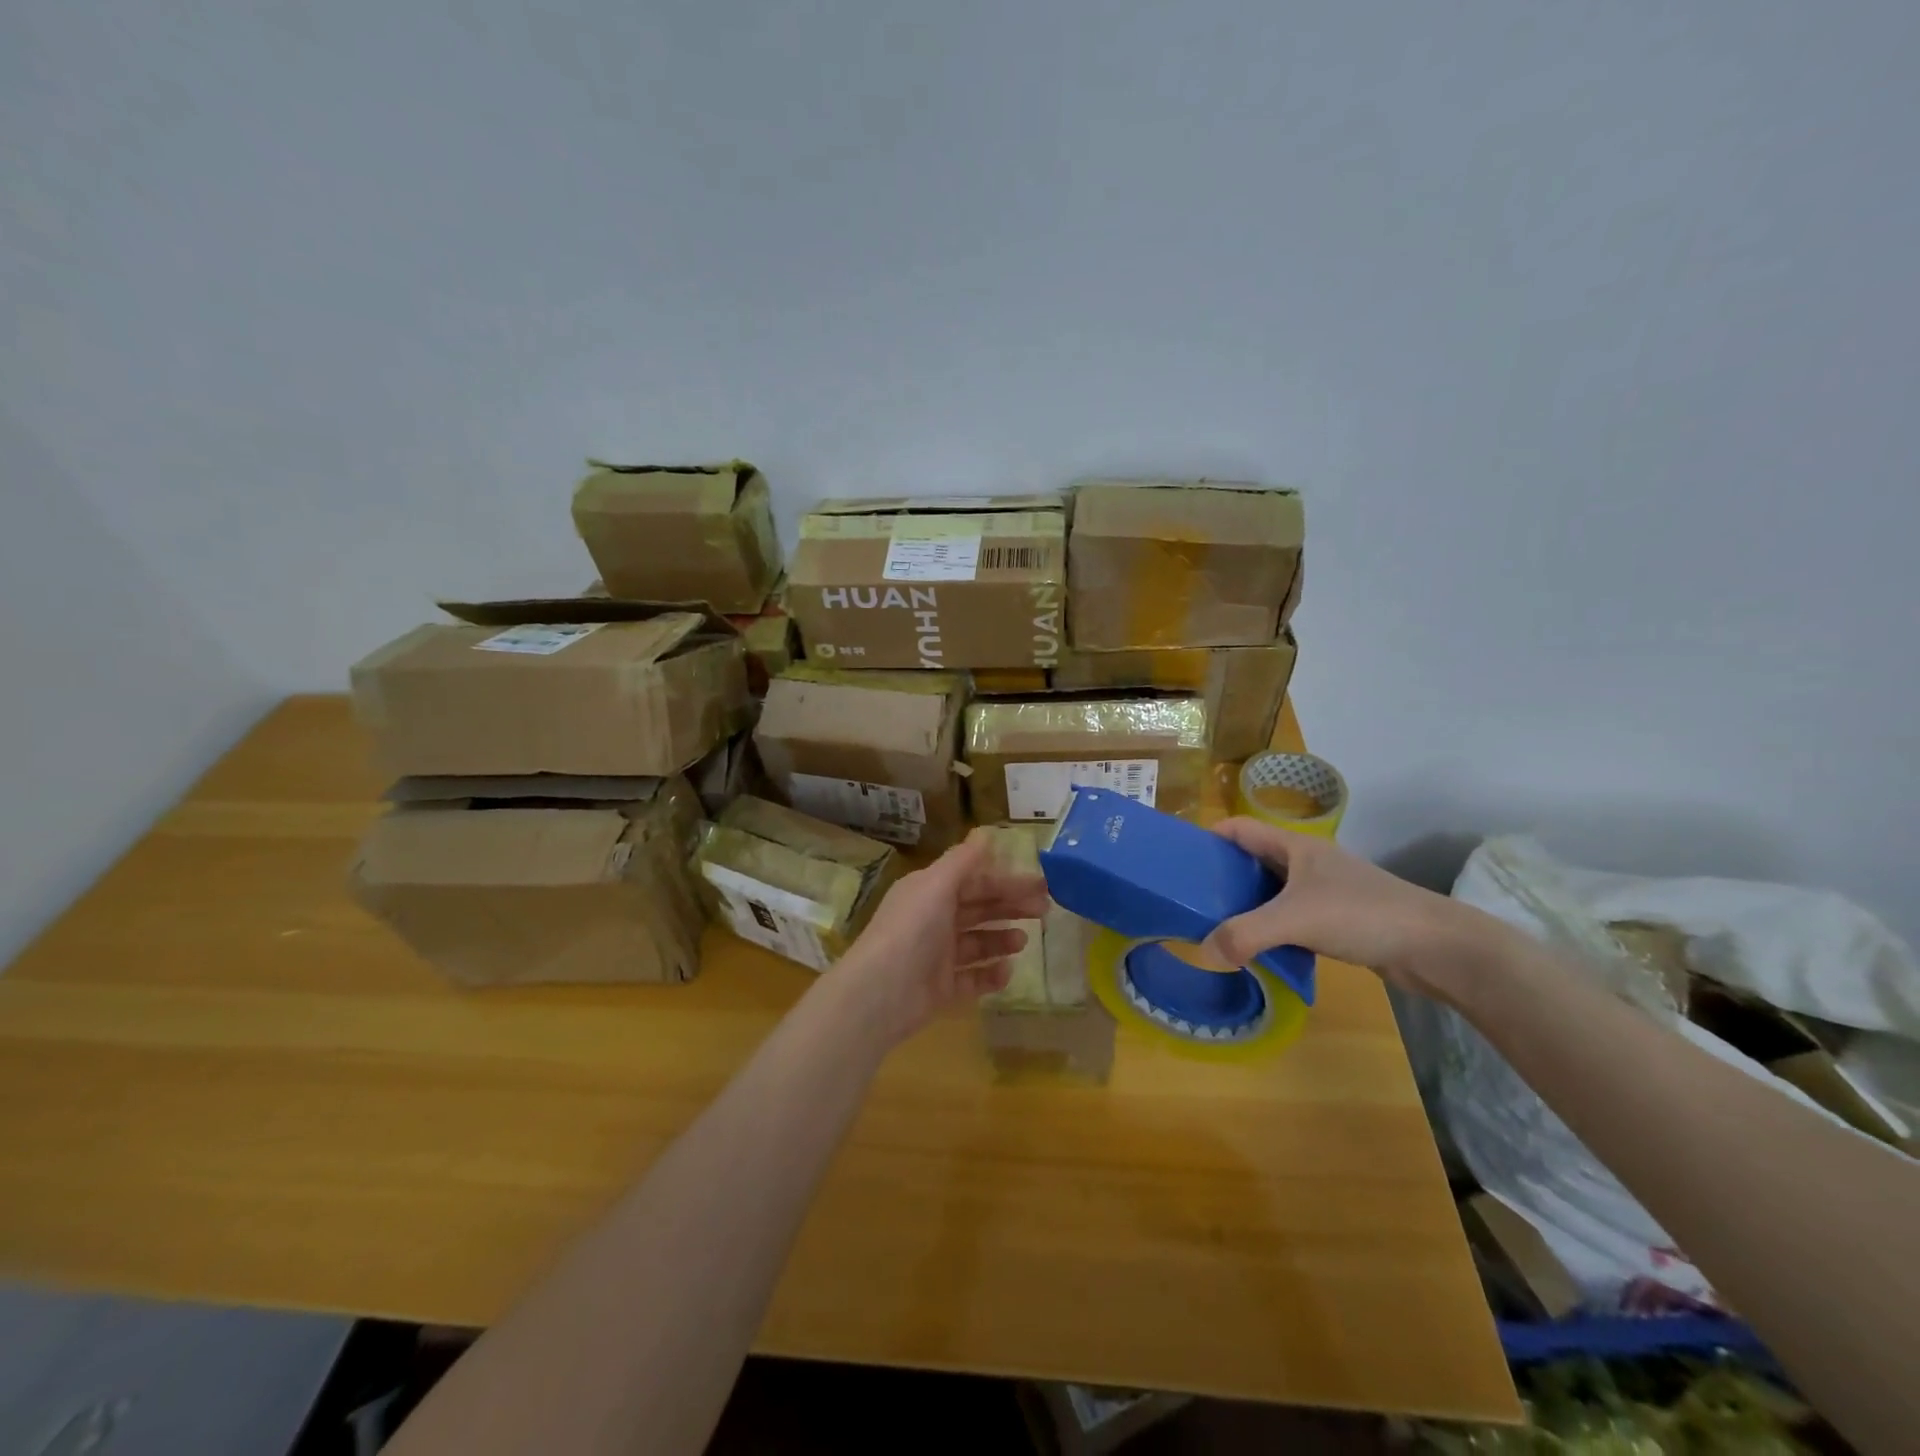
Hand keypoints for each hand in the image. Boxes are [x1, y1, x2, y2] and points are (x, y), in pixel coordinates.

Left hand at [828, 832, 1051, 1046]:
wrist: (880, 994)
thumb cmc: (912, 930)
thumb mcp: (936, 885)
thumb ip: (963, 860)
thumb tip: (985, 831)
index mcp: (930, 892)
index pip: (974, 881)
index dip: (1006, 881)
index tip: (1041, 884)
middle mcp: (933, 920)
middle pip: (979, 909)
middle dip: (1011, 907)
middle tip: (1045, 911)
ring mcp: (937, 956)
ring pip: (977, 942)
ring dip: (1002, 939)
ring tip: (1023, 941)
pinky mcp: (942, 988)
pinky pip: (973, 978)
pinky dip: (991, 974)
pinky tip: (1007, 971)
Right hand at [1198, 818, 1507, 1001]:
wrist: (1435, 947)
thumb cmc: (1362, 914)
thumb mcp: (1295, 920)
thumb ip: (1245, 934)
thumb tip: (1202, 950)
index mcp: (1294, 846)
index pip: (1239, 828)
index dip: (1208, 837)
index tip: (1179, 859)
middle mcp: (1306, 863)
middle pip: (1251, 860)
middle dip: (1220, 876)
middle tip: (1188, 899)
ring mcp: (1323, 892)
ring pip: (1270, 892)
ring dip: (1244, 906)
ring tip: (1212, 926)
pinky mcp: (1336, 920)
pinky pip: (1289, 918)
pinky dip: (1269, 929)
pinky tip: (1254, 949)